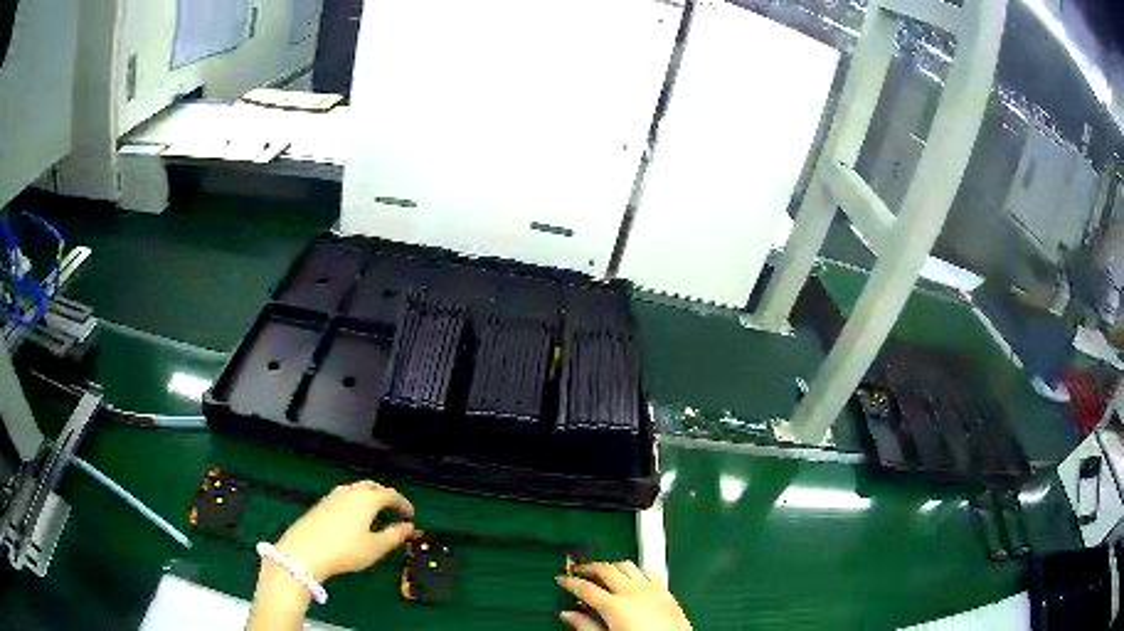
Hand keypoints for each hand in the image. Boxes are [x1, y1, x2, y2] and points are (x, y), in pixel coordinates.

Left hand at [275, 480, 414, 581]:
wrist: (304, 551)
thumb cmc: (345, 550)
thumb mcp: (375, 548)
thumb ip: (393, 536)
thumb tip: (407, 527)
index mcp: (366, 499)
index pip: (390, 494)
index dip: (403, 504)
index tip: (411, 515)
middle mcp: (350, 492)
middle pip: (371, 486)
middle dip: (385, 495)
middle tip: (394, 510)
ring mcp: (332, 497)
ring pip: (355, 489)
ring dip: (368, 496)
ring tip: (375, 513)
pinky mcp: (320, 505)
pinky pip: (343, 496)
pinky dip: (354, 501)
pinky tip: (353, 518)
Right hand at [557, 562, 690, 630]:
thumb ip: (585, 626)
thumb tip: (568, 616)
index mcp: (615, 606)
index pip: (585, 587)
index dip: (570, 582)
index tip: (562, 580)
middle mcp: (632, 593)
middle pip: (605, 570)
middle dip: (589, 568)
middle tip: (580, 571)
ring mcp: (651, 589)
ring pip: (627, 566)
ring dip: (612, 566)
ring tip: (604, 571)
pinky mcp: (666, 591)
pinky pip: (649, 572)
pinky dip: (637, 570)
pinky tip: (634, 576)